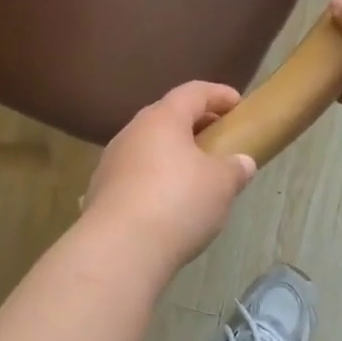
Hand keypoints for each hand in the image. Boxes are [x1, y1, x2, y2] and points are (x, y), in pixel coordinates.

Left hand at [82, 82, 258, 272]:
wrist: (120, 249)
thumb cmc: (178, 202)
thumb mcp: (221, 184)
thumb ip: (235, 168)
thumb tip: (242, 163)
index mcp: (162, 118)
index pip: (193, 92)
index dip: (218, 94)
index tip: (238, 105)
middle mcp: (132, 132)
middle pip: (167, 117)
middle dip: (195, 125)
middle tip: (218, 139)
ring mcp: (111, 161)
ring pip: (148, 147)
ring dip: (172, 154)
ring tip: (195, 175)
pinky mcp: (100, 191)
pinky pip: (134, 175)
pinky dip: (154, 180)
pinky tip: (168, 203)